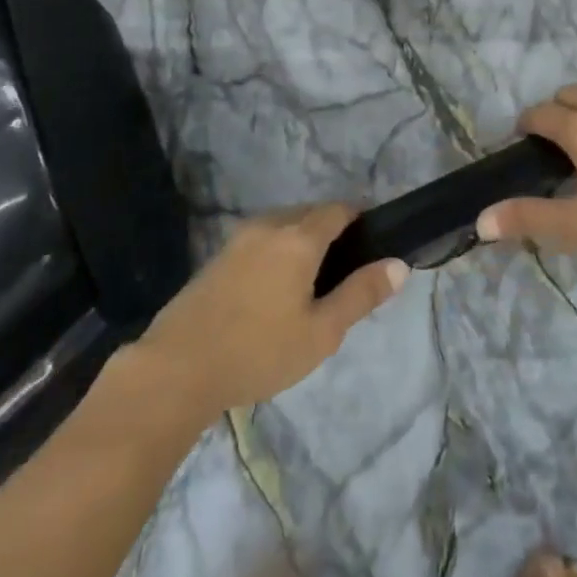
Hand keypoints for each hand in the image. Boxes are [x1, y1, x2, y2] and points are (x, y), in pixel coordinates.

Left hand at [137, 203, 407, 416]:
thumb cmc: (259, 351)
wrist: (177, 368)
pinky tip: (275, 288)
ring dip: (303, 238)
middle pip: (310, 212)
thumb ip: (361, 294)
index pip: (339, 209)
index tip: (374, 241)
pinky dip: (278, 249)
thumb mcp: (321, 332)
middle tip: (346, 269)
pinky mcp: (218, 256)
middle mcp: (269, 225)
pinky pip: (261, 238)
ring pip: (283, 224)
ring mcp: (239, 238)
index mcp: (299, 237)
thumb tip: (399, 264)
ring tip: (312, 281)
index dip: (361, 218)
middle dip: (332, 228)